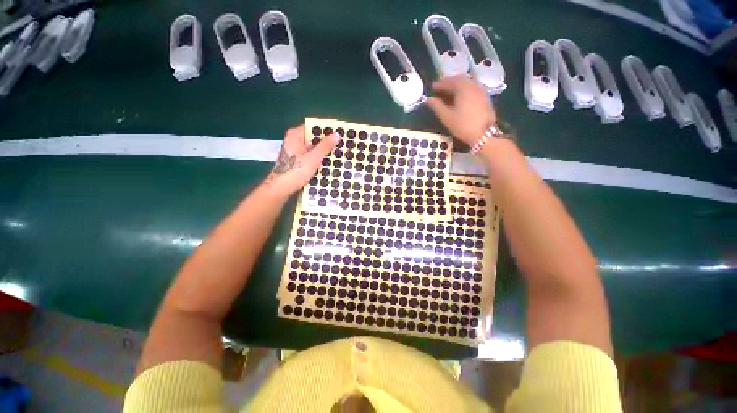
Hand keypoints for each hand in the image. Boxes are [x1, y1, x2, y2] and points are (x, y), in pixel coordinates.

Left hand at [263, 125, 340, 197]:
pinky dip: (318, 158)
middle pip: (313, 137)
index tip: (339, 132)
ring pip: (312, 148)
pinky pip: (310, 156)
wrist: (281, 188)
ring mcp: (295, 151)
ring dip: (323, 151)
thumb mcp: (313, 158)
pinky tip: (327, 163)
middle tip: (341, 144)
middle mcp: (294, 140)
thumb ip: (325, 146)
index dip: (326, 129)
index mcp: (295, 135)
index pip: (313, 127)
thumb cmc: (296, 171)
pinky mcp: (296, 160)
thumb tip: (337, 134)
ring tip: (337, 154)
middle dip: (326, 141)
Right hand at [427, 75, 496, 144]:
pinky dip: (464, 89)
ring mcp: (481, 90)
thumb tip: (428, 99)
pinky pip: (472, 88)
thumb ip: (436, 106)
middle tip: (440, 88)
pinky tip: (460, 97)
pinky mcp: (485, 97)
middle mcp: (473, 85)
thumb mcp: (446, 117)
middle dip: (448, 82)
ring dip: (456, 85)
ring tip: (448, 92)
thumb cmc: (463, 125)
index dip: (439, 84)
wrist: (484, 134)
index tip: (432, 87)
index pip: (449, 81)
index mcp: (463, 88)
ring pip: (467, 83)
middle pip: (459, 79)